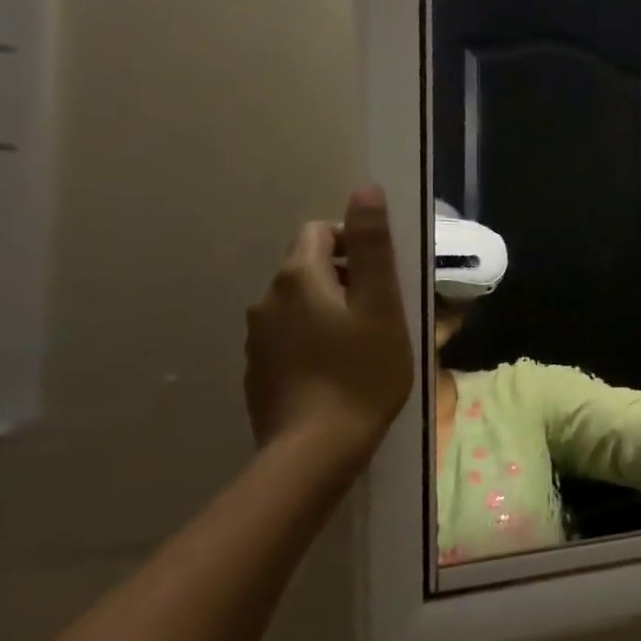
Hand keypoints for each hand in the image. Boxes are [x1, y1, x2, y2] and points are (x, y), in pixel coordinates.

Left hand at [244, 184, 415, 461]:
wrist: (315, 450)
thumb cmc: (362, 372)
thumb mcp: (382, 304)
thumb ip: (372, 245)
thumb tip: (365, 190)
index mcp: (298, 277)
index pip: (321, 231)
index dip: (355, 243)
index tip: (383, 279)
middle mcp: (267, 299)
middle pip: (309, 267)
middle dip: (346, 280)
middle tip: (382, 315)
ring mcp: (257, 338)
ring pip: (300, 304)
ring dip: (330, 311)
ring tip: (362, 345)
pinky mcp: (257, 370)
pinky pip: (290, 336)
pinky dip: (314, 340)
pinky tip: (337, 371)